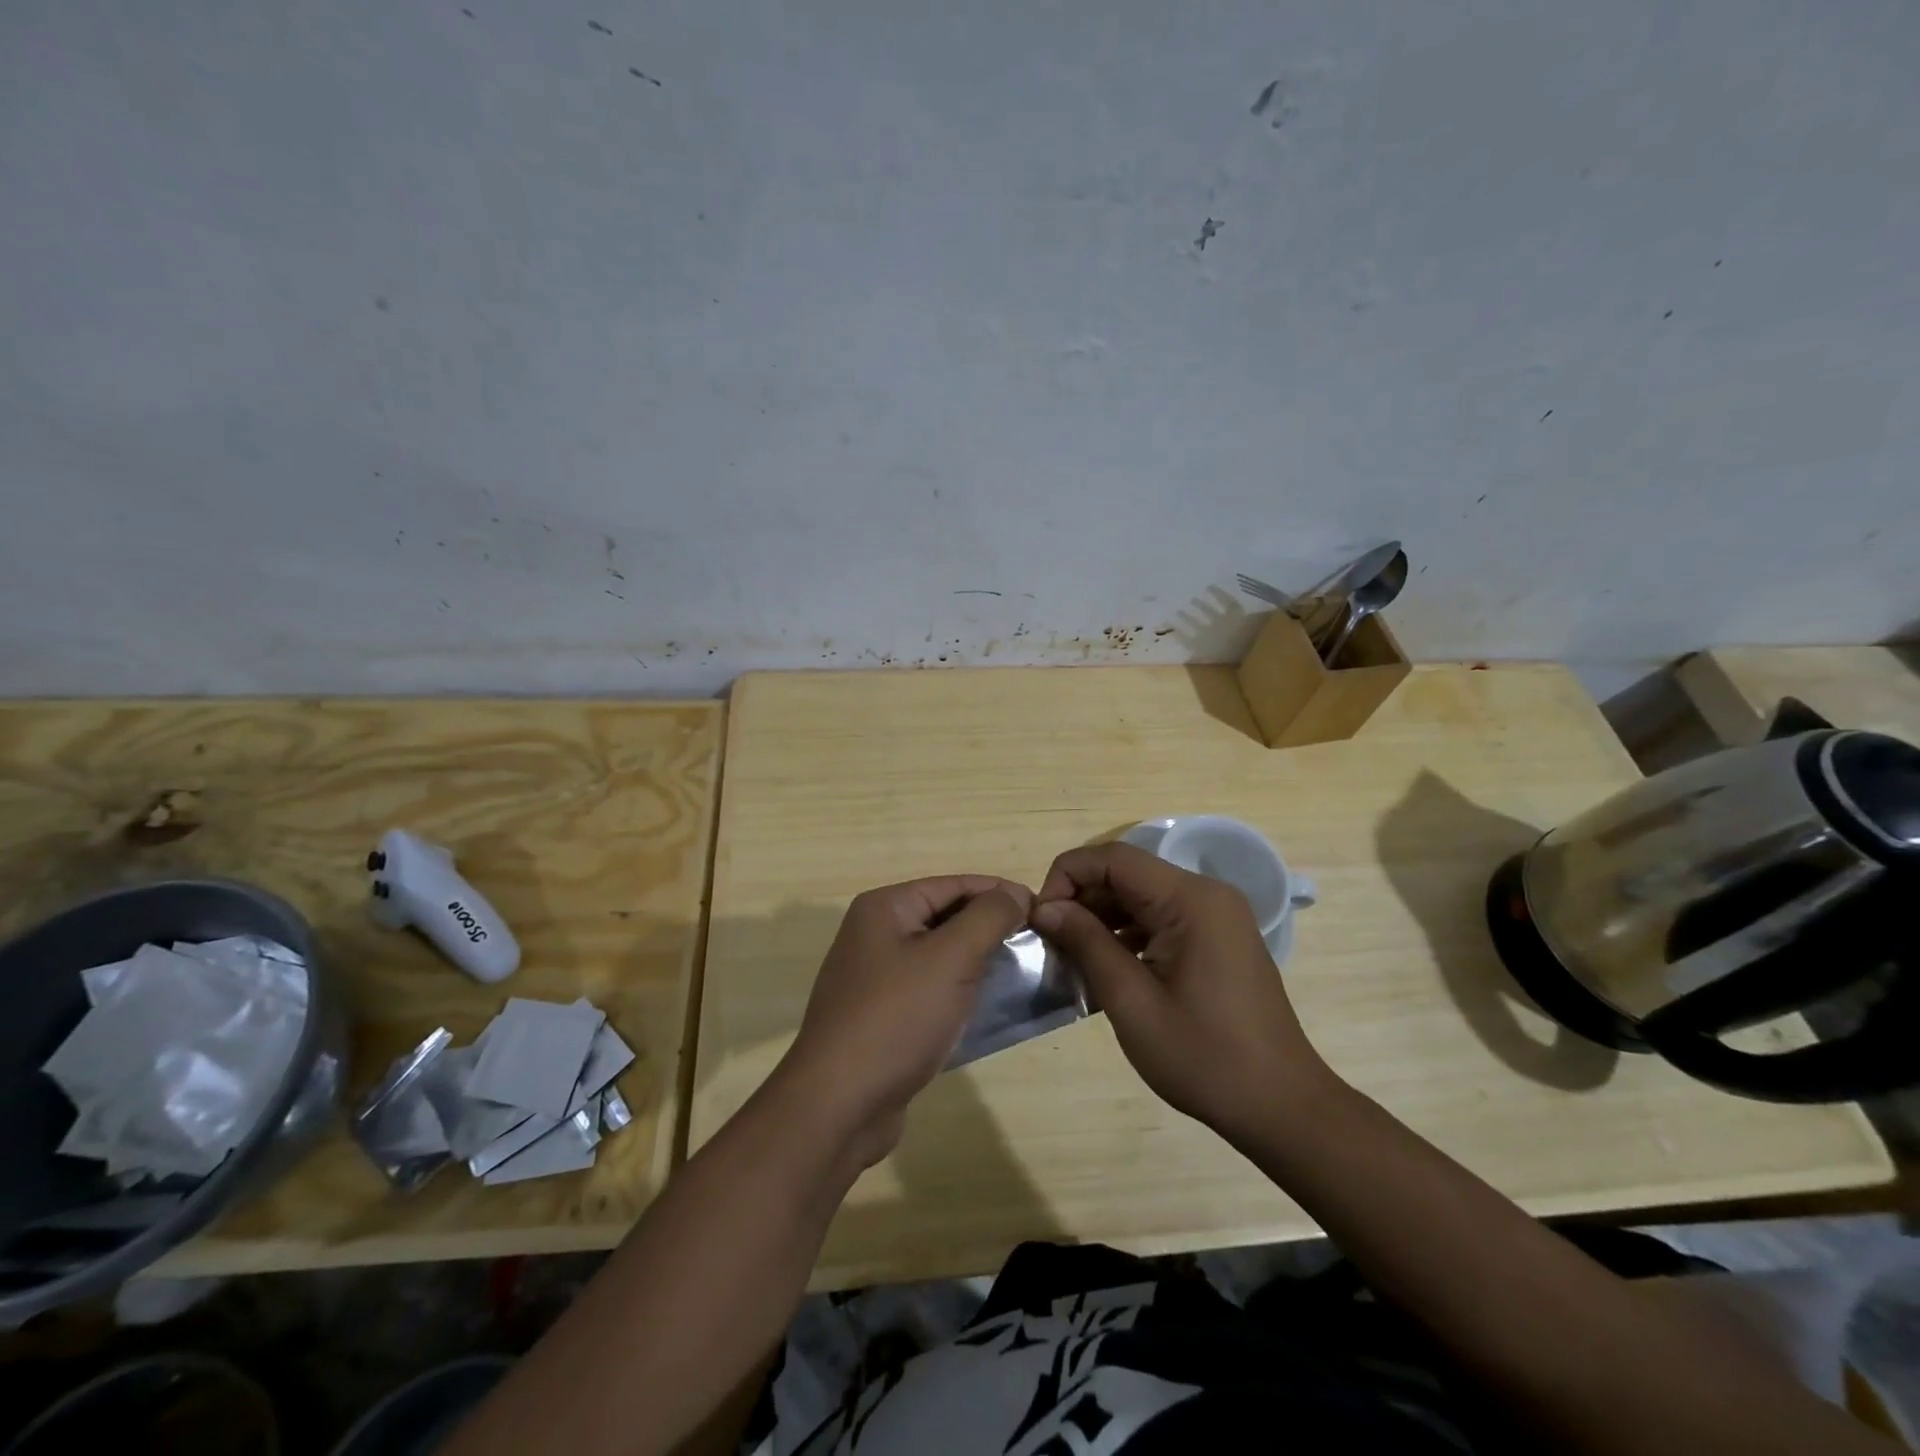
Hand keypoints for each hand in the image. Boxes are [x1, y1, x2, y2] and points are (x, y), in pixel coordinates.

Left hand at [780, 876, 1030, 1166]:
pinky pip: (930, 989)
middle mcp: (875, 933)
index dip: (1000, 893)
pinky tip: (989, 1007)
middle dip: (991, 928)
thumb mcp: (951, 958)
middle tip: (1039, 945)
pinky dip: (959, 992)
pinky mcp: (881, 1015)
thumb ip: (988, 917)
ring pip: (940, 955)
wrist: (839, 1105)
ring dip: (979, 962)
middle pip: (946, 917)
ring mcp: (874, 976)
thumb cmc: (897, 1018)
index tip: (1044, 911)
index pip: (954, 885)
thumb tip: (1015, 892)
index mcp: (885, 908)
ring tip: (1024, 974)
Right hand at [1032, 842, 1332, 1143]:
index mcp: (1190, 900)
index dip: (1067, 877)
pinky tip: (1106, 967)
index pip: (1113, 858)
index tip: (1041, 919)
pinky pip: (1160, 918)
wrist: (1281, 1106)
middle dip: (1081, 899)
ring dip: (1102, 918)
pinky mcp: (1217, 938)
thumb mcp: (1131, 1001)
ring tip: (1071, 957)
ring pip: (1141, 896)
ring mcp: (1215, 916)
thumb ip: (1086, 943)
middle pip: (1127, 873)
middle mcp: (1206, 894)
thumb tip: (1045, 908)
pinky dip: (1128, 934)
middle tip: (1051, 942)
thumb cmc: (1204, 1057)